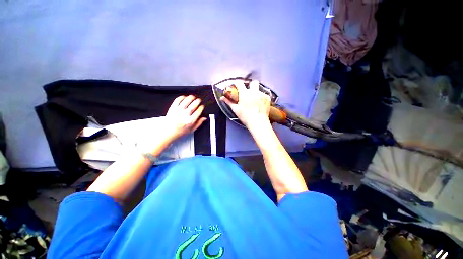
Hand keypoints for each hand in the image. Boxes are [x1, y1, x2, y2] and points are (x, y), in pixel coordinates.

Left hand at [164, 95, 206, 141]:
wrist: (168, 132)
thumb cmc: (179, 131)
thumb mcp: (191, 130)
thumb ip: (199, 123)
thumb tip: (204, 118)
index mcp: (190, 121)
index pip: (198, 112)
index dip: (201, 108)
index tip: (202, 106)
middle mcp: (184, 115)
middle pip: (193, 106)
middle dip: (197, 101)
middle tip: (199, 100)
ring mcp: (178, 111)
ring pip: (185, 102)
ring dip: (190, 98)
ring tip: (193, 97)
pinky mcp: (172, 108)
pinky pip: (177, 100)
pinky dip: (181, 97)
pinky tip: (184, 97)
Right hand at [221, 80, 270, 130]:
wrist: (258, 122)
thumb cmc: (246, 117)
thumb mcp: (236, 110)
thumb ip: (229, 102)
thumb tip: (222, 98)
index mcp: (244, 94)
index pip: (240, 83)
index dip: (237, 83)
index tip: (237, 85)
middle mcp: (253, 92)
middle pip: (253, 82)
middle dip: (251, 85)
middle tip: (249, 91)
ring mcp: (261, 94)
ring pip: (259, 89)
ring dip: (256, 92)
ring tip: (255, 100)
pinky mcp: (267, 98)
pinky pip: (264, 95)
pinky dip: (262, 98)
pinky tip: (260, 104)